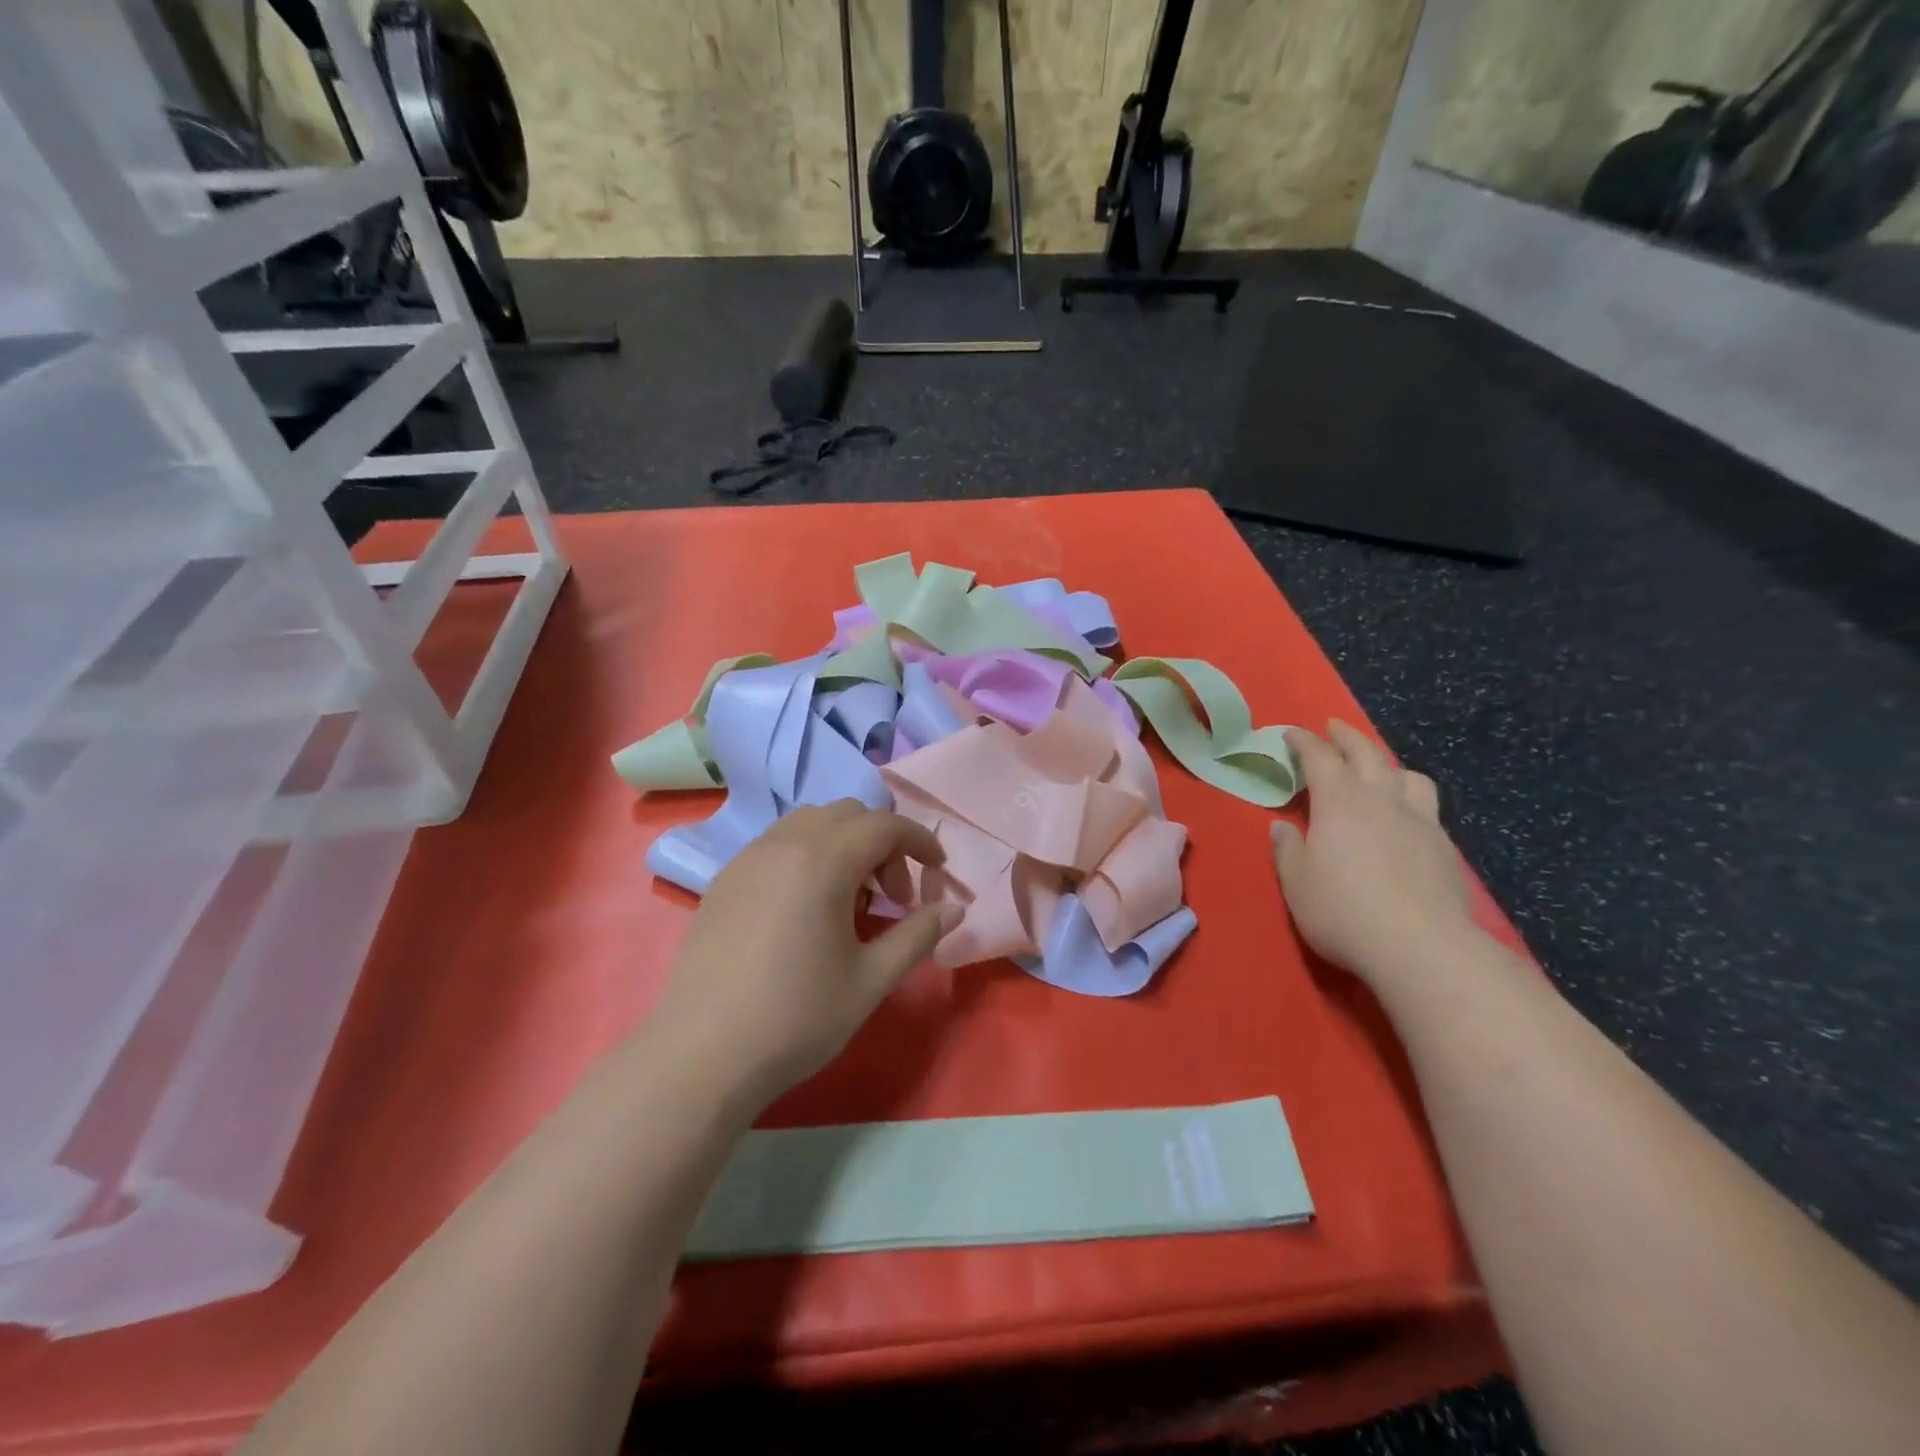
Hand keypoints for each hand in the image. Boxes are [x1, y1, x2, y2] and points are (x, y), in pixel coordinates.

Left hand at [650, 801, 954, 1111]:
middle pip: (848, 814)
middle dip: (883, 843)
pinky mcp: (724, 879)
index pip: (885, 825)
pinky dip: (809, 855)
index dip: (920, 841)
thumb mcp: (870, 981)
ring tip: (851, 899)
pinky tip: (807, 907)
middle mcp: (783, 844)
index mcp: (823, 861)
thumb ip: (917, 936)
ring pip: (810, 822)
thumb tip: (954, 909)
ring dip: (844, 845)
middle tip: (893, 896)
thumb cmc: (796, 1018)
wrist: (700, 1057)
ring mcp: (748, 858)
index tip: (939, 872)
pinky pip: (779, 843)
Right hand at [1271, 721, 1479, 988]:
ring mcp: (1420, 822)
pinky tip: (1406, 817)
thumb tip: (1282, 828)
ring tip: (1378, 770)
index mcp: (1340, 803)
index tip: (1291, 733)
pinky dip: (1410, 797)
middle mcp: (1382, 801)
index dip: (1304, 742)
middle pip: (1367, 754)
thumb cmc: (1344, 912)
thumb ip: (1288, 851)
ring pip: (1408, 775)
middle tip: (1333, 728)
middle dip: (1347, 737)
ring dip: (1388, 764)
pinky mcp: (1445, 848)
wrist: (1423, 948)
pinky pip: (1428, 807)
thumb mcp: (1296, 884)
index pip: (1320, 758)